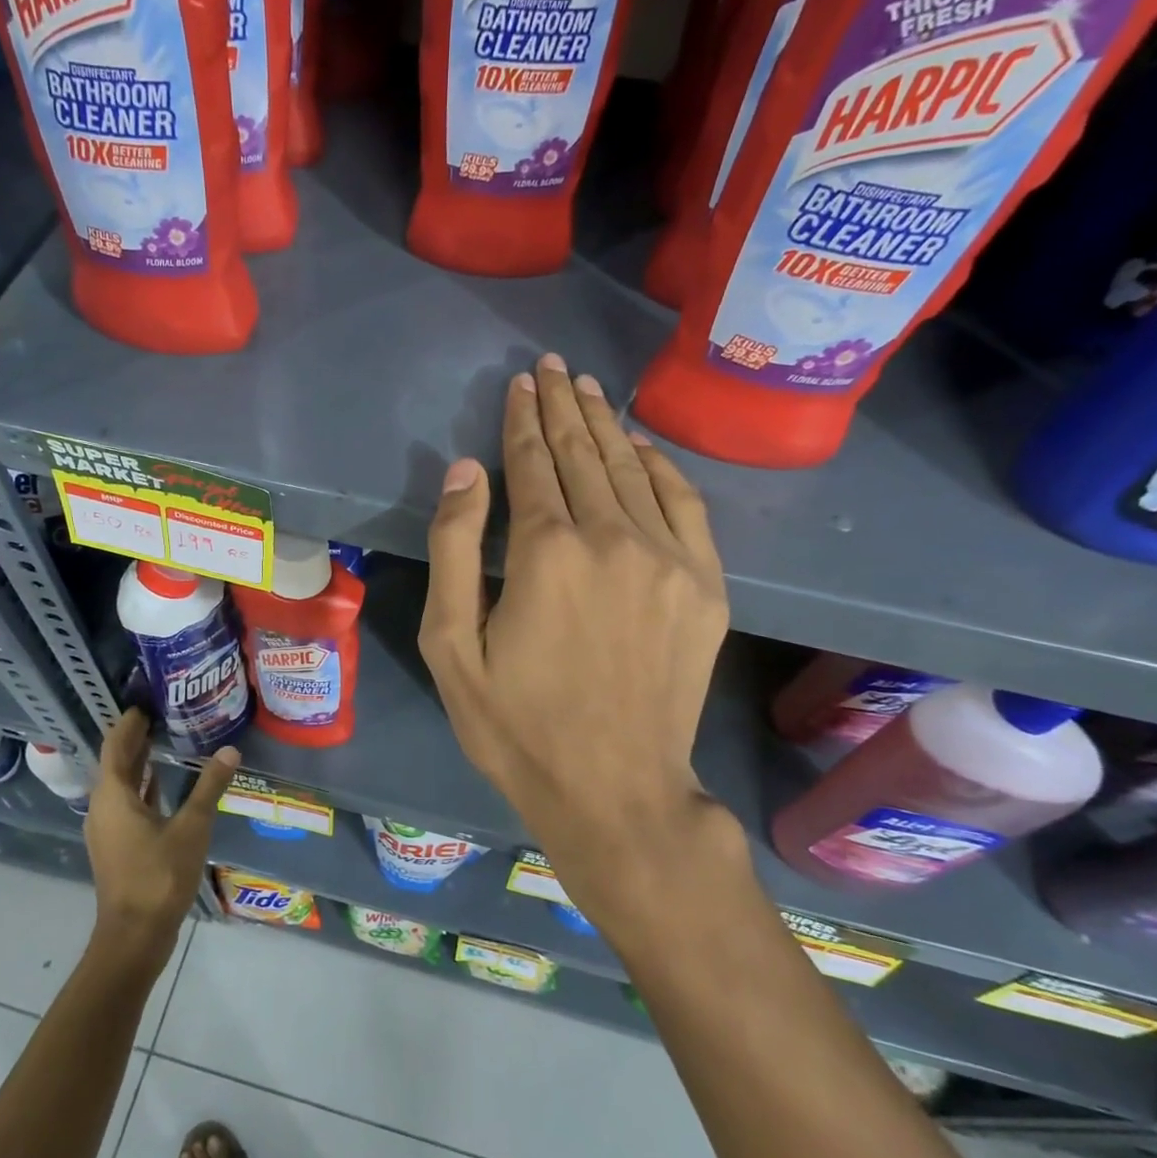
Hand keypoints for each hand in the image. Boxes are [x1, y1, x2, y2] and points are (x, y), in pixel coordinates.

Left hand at [85, 709, 238, 968]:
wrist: (134, 935)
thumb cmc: (159, 876)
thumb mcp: (192, 828)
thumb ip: (209, 787)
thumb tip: (230, 751)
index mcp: (113, 796)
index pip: (116, 745)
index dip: (129, 722)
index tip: (146, 702)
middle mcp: (103, 807)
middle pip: (116, 762)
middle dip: (135, 738)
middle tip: (161, 713)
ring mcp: (107, 828)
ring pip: (120, 784)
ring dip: (138, 762)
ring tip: (163, 739)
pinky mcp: (117, 845)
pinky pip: (126, 803)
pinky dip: (142, 786)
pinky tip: (160, 782)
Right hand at [419, 354, 740, 950]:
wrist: (615, 790)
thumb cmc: (516, 725)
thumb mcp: (451, 645)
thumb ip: (456, 548)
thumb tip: (467, 470)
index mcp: (546, 551)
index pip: (533, 463)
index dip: (523, 420)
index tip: (520, 383)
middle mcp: (613, 537)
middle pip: (584, 454)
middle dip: (564, 406)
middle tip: (553, 367)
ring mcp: (669, 558)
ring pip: (632, 470)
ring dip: (606, 426)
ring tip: (588, 389)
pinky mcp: (705, 585)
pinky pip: (685, 504)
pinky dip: (661, 467)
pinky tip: (642, 447)